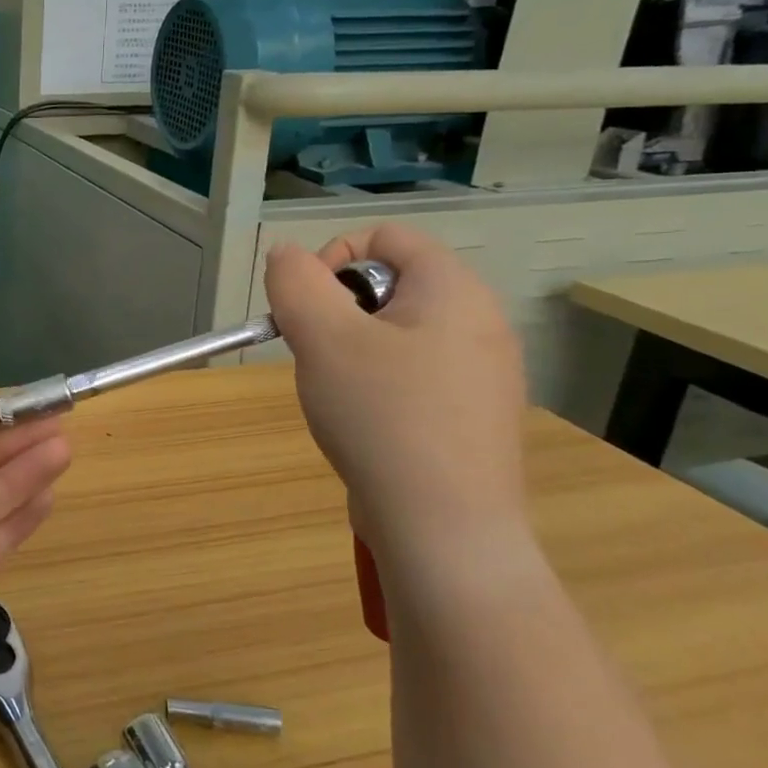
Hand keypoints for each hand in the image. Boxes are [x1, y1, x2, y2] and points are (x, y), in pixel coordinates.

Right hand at [262, 224, 527, 572]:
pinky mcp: (471, 415)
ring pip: (395, 333)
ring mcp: (481, 373)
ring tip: (339, 395)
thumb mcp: (323, 338)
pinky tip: (365, 424)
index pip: (386, 237)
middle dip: (337, 312)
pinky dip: (377, 385)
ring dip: (351, 351)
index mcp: (454, 291)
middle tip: (318, 356)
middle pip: (389, 284)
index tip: (307, 309)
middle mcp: (480, 322)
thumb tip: (286, 254)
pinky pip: (412, 374)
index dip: (332, 258)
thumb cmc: (382, 418)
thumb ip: (296, 282)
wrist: (444, 529)